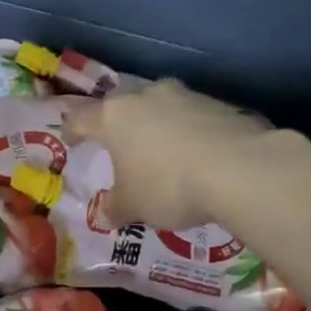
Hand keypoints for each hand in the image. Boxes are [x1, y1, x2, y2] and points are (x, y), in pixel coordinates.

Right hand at [64, 78, 280, 229]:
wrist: (239, 170)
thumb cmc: (167, 186)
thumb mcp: (133, 206)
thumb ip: (115, 207)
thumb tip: (104, 214)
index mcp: (115, 116)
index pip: (81, 118)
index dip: (72, 130)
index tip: (71, 141)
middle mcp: (147, 97)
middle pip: (124, 105)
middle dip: (119, 123)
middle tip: (119, 144)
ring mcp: (187, 96)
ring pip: (161, 108)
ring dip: (158, 126)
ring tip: (162, 152)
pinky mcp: (221, 105)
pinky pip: (195, 118)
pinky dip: (190, 133)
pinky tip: (198, 156)